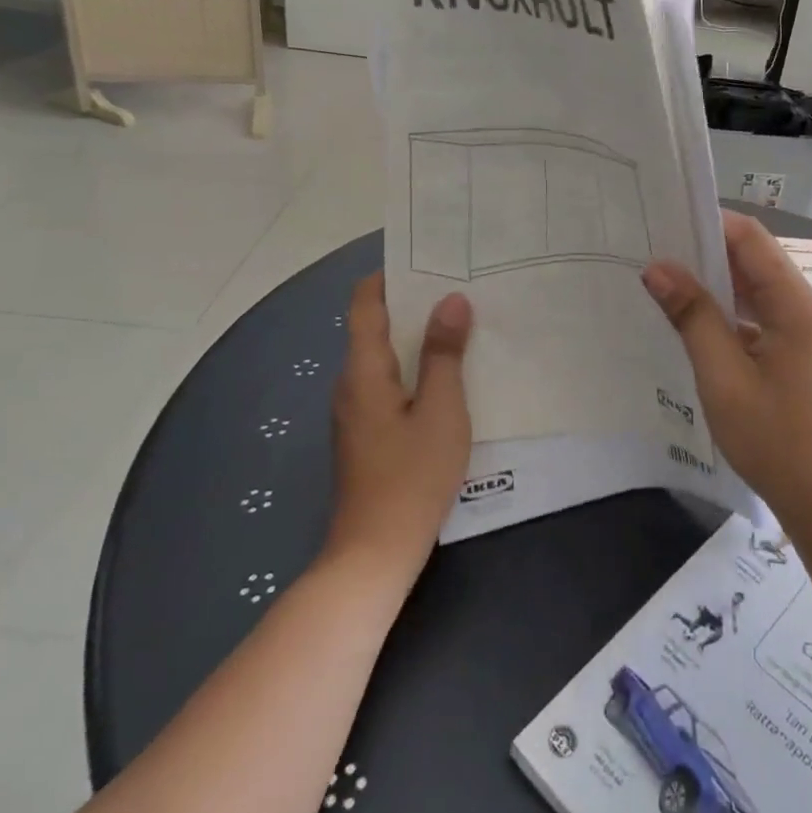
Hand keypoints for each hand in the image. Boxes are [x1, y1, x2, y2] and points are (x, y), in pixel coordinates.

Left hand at [325, 274, 472, 576]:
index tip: (426, 260)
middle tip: (459, 288)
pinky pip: (388, 383)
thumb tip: (451, 301)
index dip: (388, 276)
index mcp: (364, 371)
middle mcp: (351, 384)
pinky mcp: (366, 434)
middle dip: (412, 304)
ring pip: (383, 357)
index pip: (365, 304)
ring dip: (416, 338)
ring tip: (460, 324)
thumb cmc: (411, 476)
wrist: (374, 553)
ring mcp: (355, 412)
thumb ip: (445, 354)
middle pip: (375, 328)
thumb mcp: (442, 411)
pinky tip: (447, 375)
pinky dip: (414, 368)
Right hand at [642, 213, 811, 535]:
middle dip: (706, 253)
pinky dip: (730, 315)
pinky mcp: (803, 357)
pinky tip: (696, 326)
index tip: (662, 220)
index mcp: (798, 303)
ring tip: (665, 283)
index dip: (708, 222)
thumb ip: (692, 316)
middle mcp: (809, 308)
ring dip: (716, 286)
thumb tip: (658, 268)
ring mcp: (809, 334)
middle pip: (755, 261)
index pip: (751, 239)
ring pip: (757, 292)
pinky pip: (762, 319)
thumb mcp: (724, 377)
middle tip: (652, 251)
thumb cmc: (778, 441)